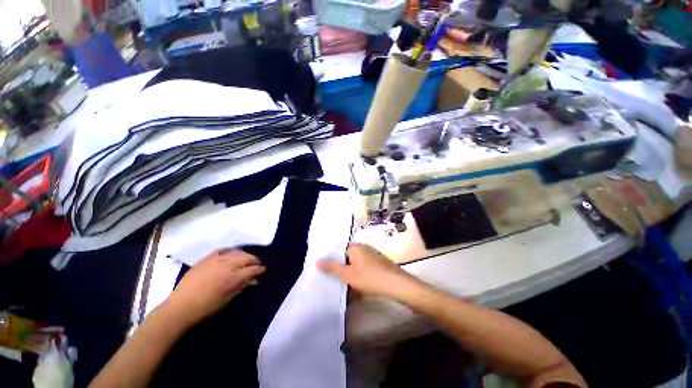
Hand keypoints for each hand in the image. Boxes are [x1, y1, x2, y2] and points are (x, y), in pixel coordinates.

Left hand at [166, 250, 264, 325]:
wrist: (181, 306)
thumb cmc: (206, 307)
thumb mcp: (228, 299)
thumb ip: (242, 287)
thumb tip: (254, 281)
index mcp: (234, 277)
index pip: (253, 269)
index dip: (260, 269)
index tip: (263, 270)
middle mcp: (228, 265)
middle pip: (247, 257)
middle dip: (254, 260)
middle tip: (256, 264)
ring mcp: (217, 259)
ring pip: (237, 252)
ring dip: (244, 255)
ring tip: (245, 259)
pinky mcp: (207, 258)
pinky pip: (222, 250)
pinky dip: (229, 251)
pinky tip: (231, 254)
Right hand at [318, 243, 422, 299]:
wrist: (396, 284)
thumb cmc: (370, 277)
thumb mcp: (348, 274)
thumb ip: (332, 267)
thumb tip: (317, 261)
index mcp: (356, 246)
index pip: (340, 251)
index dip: (335, 262)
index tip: (331, 273)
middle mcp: (364, 247)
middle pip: (349, 257)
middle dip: (345, 269)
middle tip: (341, 281)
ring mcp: (373, 253)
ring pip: (358, 263)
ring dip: (354, 273)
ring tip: (350, 286)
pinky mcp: (380, 261)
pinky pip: (367, 266)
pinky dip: (362, 274)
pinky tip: (363, 285)